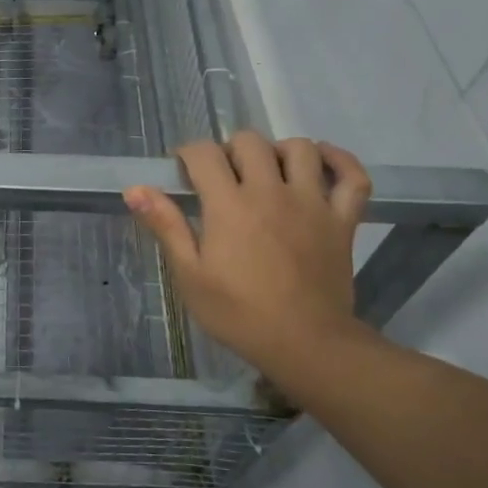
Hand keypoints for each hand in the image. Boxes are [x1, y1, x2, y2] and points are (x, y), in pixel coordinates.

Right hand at [124, 132, 371, 383]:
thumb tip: (134, 189)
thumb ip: (165, 226)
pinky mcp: (342, 220)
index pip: (204, 154)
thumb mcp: (190, 275)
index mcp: (229, 204)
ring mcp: (312, 203)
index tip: (183, 171)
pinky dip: (340, 161)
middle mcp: (271, 191)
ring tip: (268, 170)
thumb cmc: (239, 313)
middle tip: (223, 177)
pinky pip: (353, 176)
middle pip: (250, 142)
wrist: (306, 344)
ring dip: (279, 151)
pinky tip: (323, 162)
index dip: (188, 154)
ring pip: (301, 149)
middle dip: (230, 150)